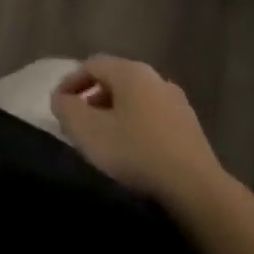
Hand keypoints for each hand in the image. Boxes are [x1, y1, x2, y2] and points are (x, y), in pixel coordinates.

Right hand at [52, 56, 230, 208]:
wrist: (195, 189)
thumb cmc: (135, 153)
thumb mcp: (88, 132)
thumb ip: (67, 110)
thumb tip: (60, 98)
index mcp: (130, 71)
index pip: (92, 64)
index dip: (70, 82)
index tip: (57, 105)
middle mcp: (154, 77)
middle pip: (115, 79)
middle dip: (93, 97)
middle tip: (79, 123)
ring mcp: (176, 101)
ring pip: (136, 99)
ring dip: (115, 113)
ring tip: (104, 139)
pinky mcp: (190, 127)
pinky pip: (153, 117)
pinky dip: (137, 126)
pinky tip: (134, 151)